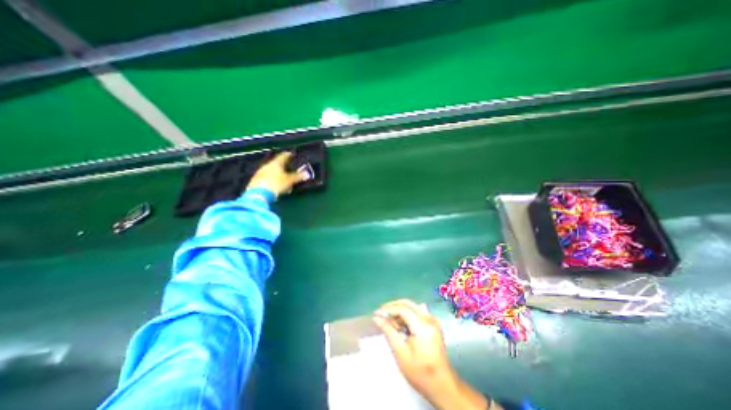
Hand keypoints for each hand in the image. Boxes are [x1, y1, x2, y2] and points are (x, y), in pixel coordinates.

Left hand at [247, 152, 305, 197]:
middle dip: (282, 166)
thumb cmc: (277, 184)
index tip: (291, 154)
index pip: (283, 156)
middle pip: (276, 164)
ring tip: (282, 178)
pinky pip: (266, 178)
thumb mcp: (290, 180)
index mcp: (276, 163)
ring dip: (277, 174)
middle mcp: (267, 165)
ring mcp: (260, 173)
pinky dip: (271, 179)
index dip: (288, 155)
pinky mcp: (256, 180)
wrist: (259, 194)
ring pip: (270, 171)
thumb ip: (298, 177)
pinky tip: (274, 185)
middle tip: (288, 168)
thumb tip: (307, 173)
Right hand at [373, 299, 499, 408]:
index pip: (402, 309)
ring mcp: (432, 320)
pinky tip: (398, 325)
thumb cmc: (420, 372)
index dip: (388, 310)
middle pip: (407, 304)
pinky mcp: (432, 323)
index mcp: (423, 326)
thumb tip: (377, 318)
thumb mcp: (401, 352)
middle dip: (392, 306)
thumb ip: (389, 331)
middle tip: (380, 313)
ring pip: (411, 306)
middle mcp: (429, 318)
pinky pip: (416, 312)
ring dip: (398, 310)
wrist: (442, 385)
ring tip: (387, 321)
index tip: (376, 314)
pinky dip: (405, 315)